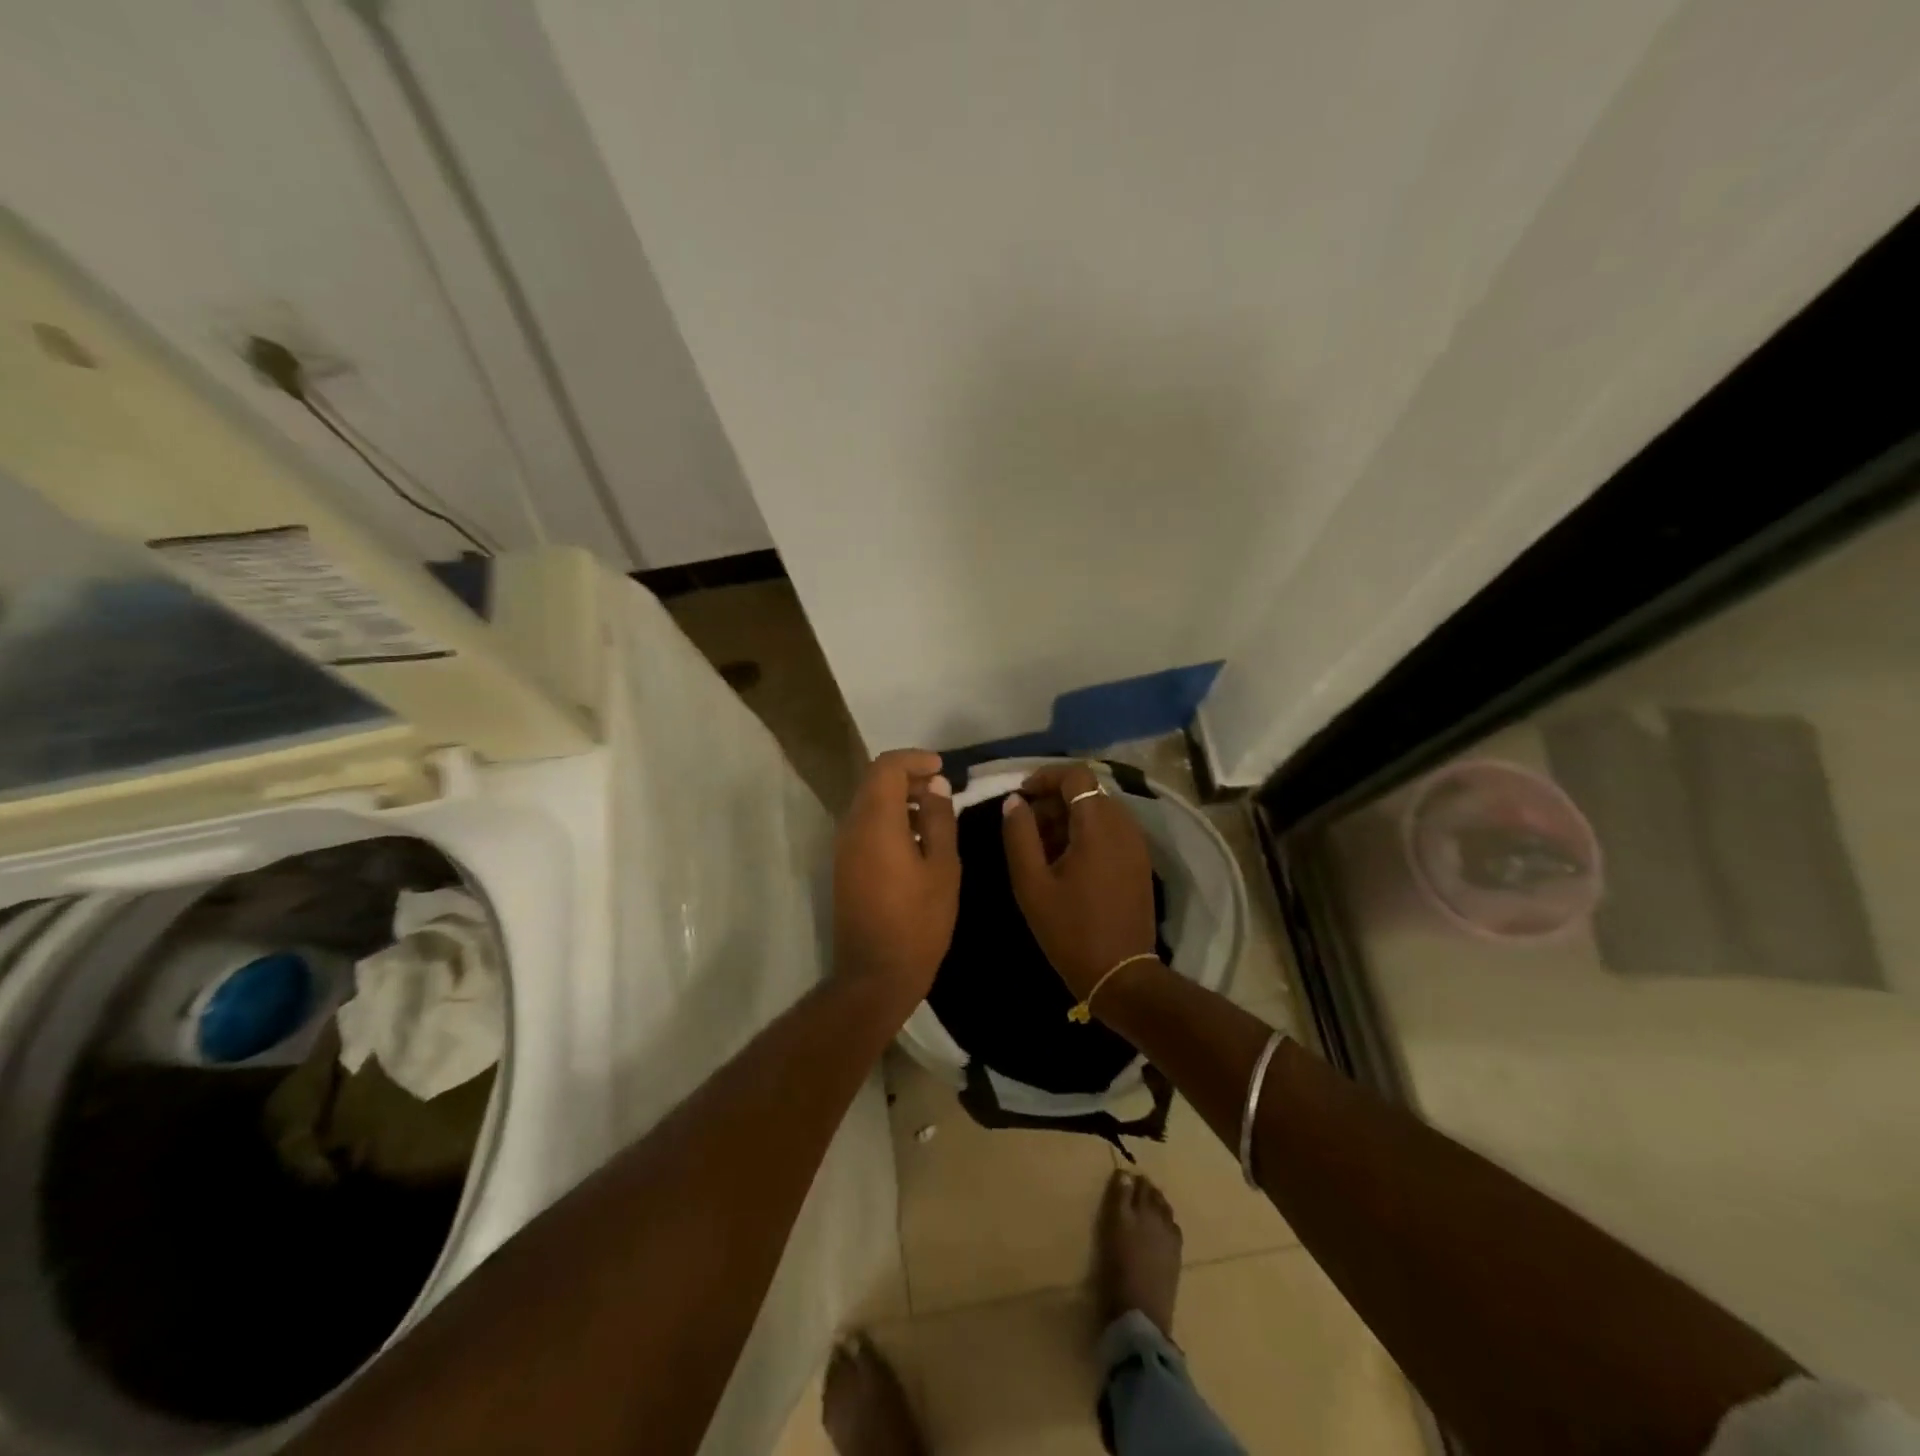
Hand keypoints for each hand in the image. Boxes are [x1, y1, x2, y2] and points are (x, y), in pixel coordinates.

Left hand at [832, 749, 959, 1018]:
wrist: (875, 974)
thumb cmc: (918, 921)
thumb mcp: (943, 868)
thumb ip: (939, 820)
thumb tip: (935, 786)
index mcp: (876, 822)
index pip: (886, 767)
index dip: (914, 759)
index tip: (942, 768)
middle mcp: (852, 827)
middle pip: (874, 782)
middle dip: (908, 776)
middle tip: (942, 788)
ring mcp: (843, 848)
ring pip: (868, 803)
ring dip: (898, 798)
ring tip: (934, 813)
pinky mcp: (844, 866)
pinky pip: (864, 826)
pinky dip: (889, 819)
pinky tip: (916, 838)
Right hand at [1001, 762, 1158, 1000]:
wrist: (1121, 974)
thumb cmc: (1070, 929)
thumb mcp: (1031, 883)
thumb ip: (1019, 835)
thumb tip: (1014, 801)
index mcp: (1098, 825)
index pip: (1076, 775)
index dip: (1045, 778)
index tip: (1021, 797)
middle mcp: (1123, 826)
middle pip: (1088, 791)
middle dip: (1053, 801)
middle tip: (1026, 828)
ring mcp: (1136, 844)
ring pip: (1099, 811)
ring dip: (1069, 818)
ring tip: (1041, 848)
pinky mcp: (1139, 862)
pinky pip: (1111, 831)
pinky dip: (1086, 833)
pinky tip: (1065, 863)